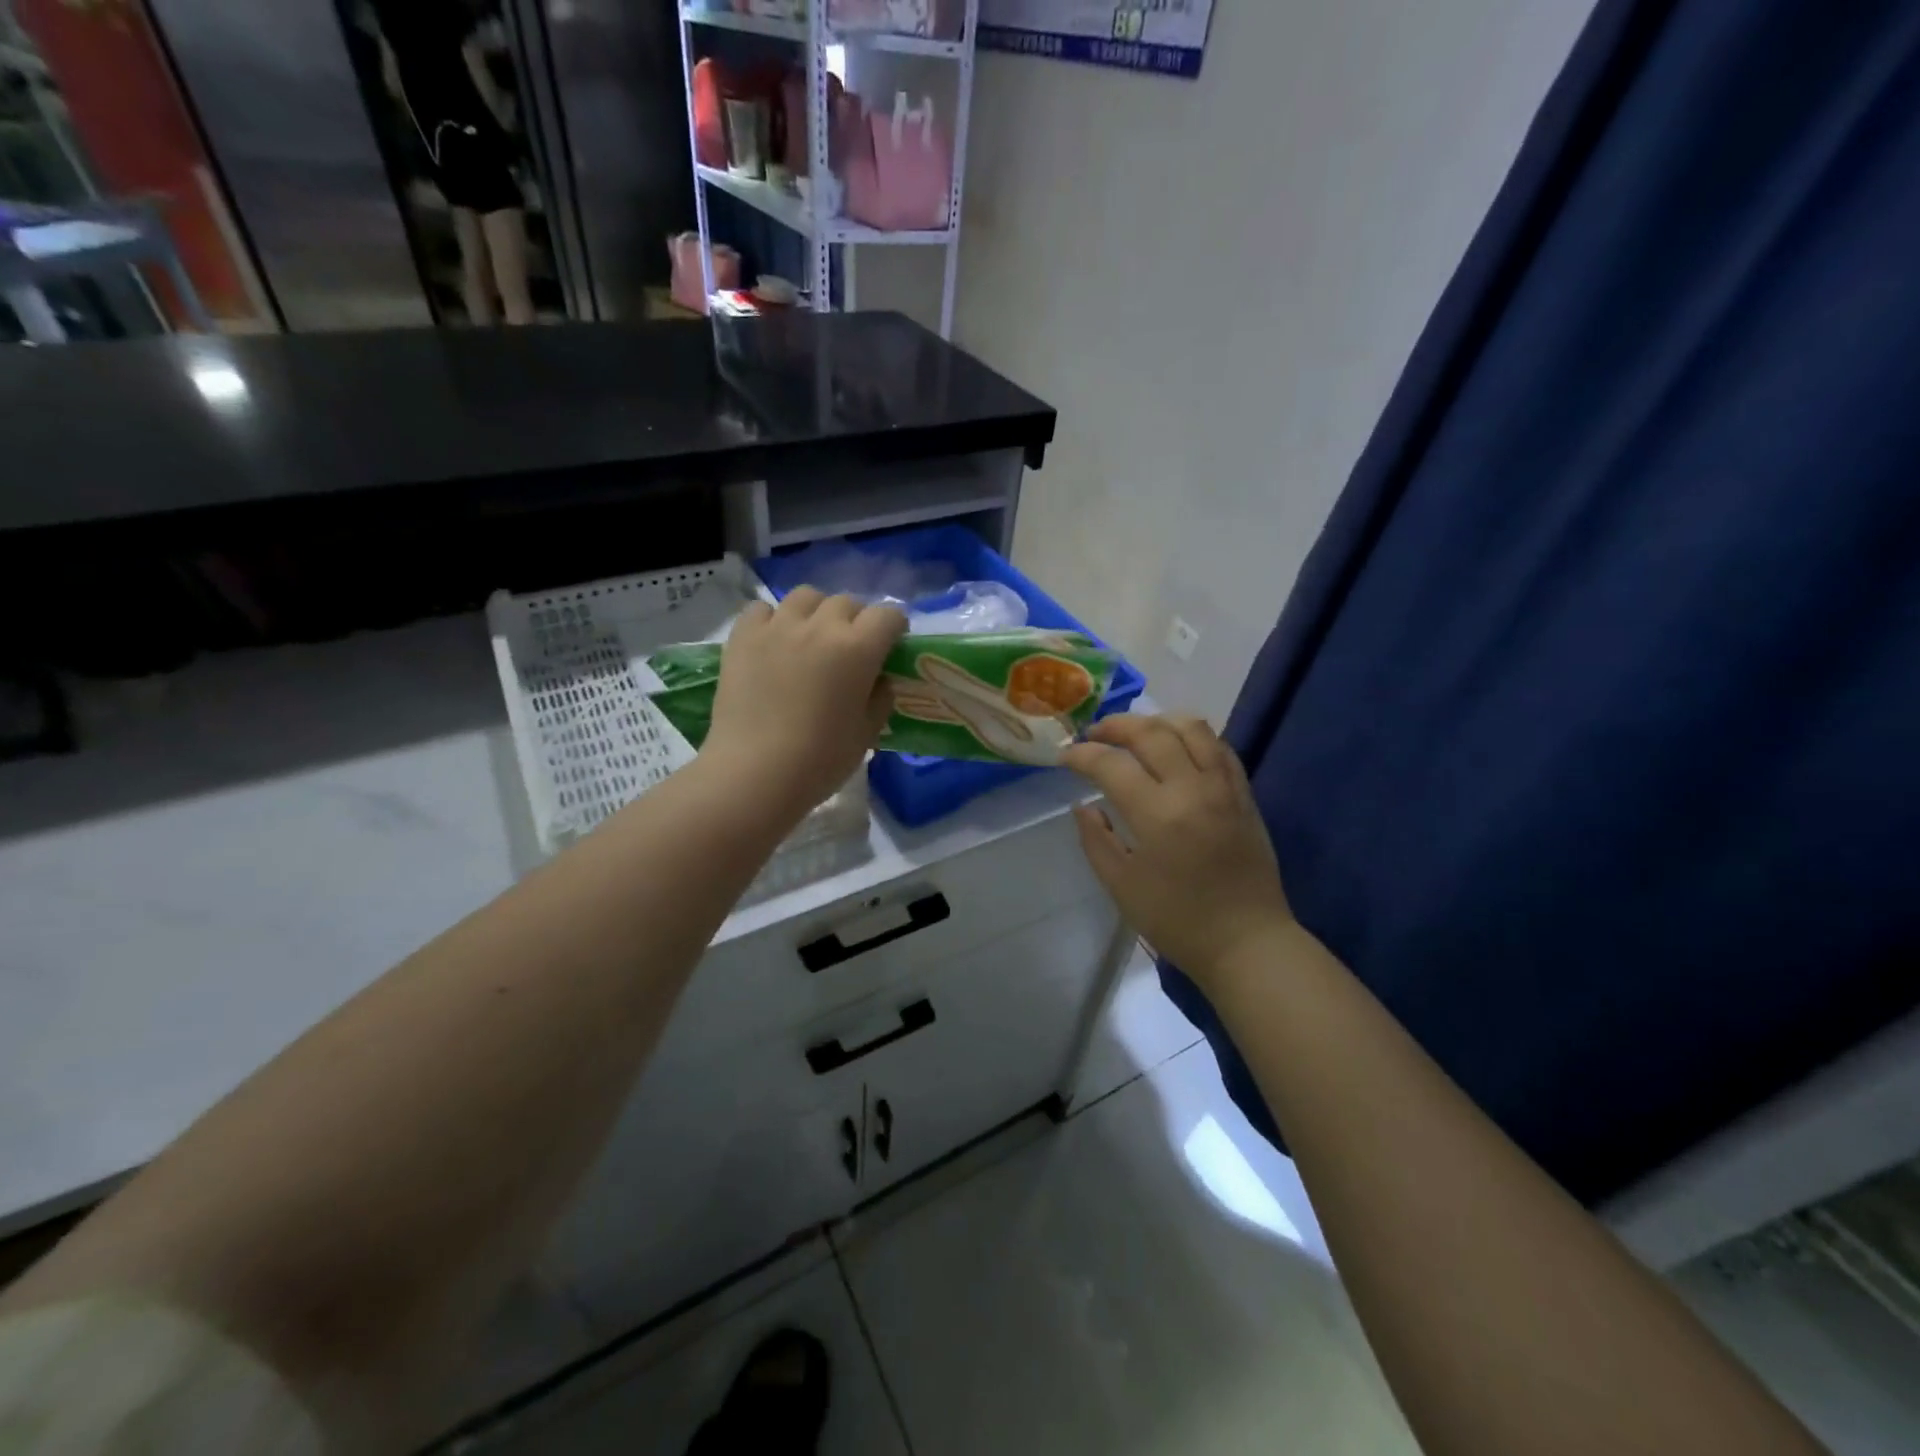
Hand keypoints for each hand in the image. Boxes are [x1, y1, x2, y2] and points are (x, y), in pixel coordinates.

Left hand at [703, 589, 907, 821]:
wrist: (754, 773)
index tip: (890, 648)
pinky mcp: (743, 636)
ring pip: (806, 597)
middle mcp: (820, 626)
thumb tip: (879, 680)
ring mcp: (778, 627)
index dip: (894, 630)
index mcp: (858, 648)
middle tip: (850, 650)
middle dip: (856, 621)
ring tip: (811, 638)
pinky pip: (762, 610)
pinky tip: (773, 643)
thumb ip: (880, 698)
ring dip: (816, 612)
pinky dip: (773, 620)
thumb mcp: (867, 734)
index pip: (889, 615)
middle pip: (847, 602)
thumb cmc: (820, 760)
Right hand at [1063, 716, 1295, 990]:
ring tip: (1135, 733)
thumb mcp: (1122, 886)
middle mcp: (1193, 788)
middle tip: (1093, 735)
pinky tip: (1175, 748)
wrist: (1247, 942)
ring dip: (1156, 721)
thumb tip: (1083, 805)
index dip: (1081, 755)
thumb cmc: (1178, 921)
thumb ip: (1095, 839)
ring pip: (1192, 727)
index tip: (1064, 758)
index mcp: (1158, 814)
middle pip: (1151, 732)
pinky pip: (1219, 746)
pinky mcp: (1244, 794)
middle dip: (1115, 726)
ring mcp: (1224, 787)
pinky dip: (1192, 736)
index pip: (1111, 763)